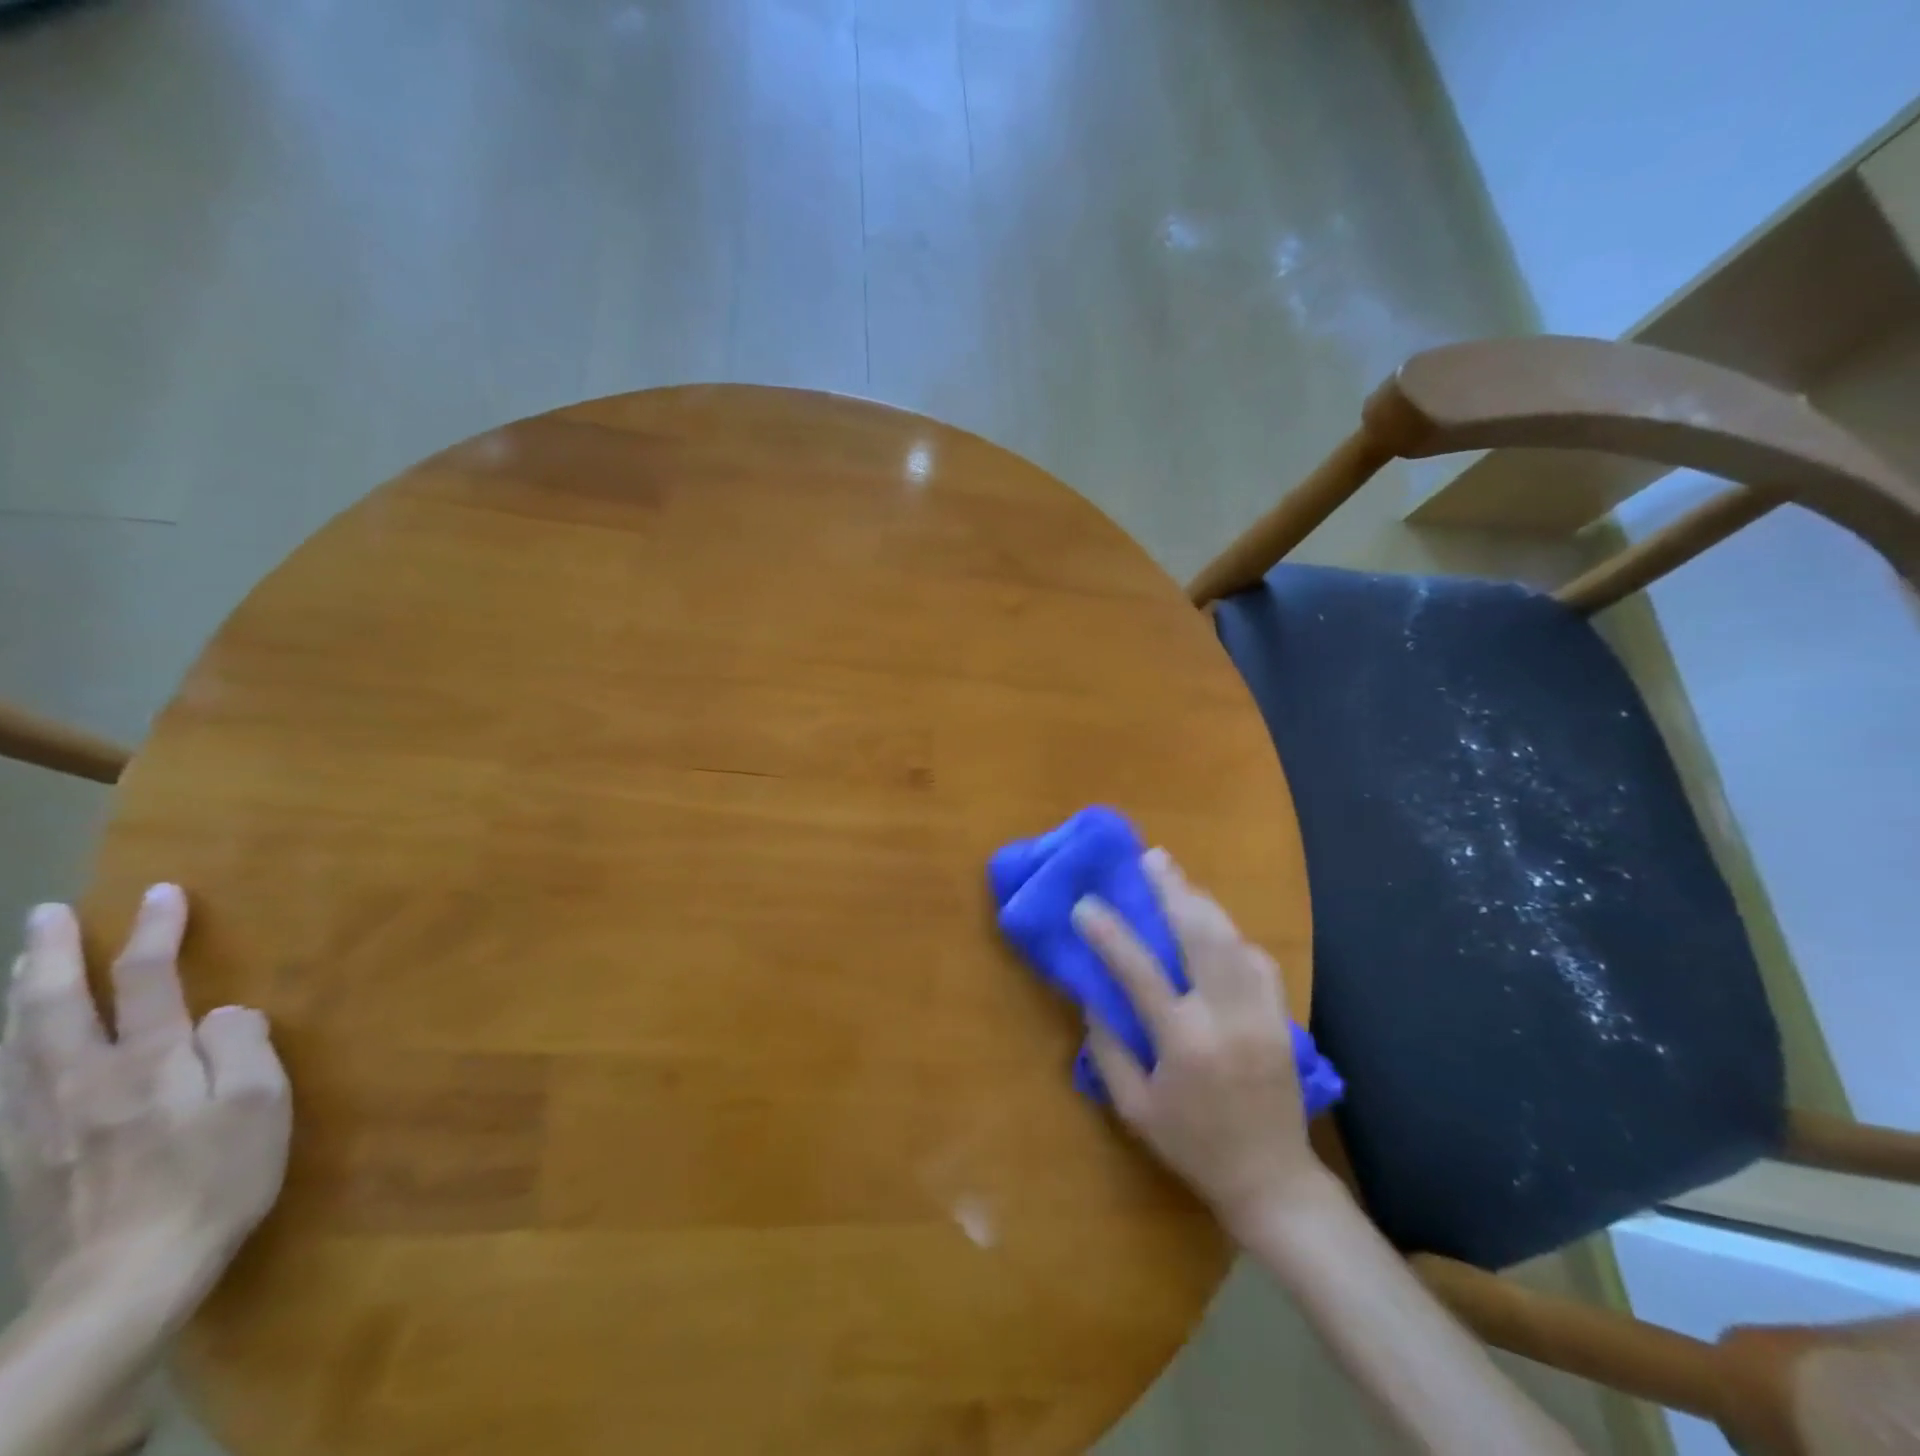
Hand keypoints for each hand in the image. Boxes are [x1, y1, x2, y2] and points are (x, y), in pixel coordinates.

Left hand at [0, 886, 290, 1329]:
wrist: (123, 1283)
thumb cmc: (215, 1181)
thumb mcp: (260, 1107)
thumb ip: (243, 1048)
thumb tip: (225, 1013)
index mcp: (147, 1064)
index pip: (147, 979)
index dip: (157, 931)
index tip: (164, 891)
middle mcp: (80, 1081)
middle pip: (54, 1005)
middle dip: (51, 953)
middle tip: (48, 912)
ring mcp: (37, 1124)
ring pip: (13, 1043)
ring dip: (18, 994)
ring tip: (20, 964)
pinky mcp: (16, 1161)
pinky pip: (1, 1087)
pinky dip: (2, 1050)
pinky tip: (6, 1048)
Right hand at [1071, 850, 1325, 1233]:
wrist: (1272, 1180)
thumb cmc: (1193, 1146)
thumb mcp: (1134, 1108)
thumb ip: (1108, 1050)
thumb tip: (1092, 996)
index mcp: (1184, 1043)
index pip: (1139, 972)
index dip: (1109, 933)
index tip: (1085, 904)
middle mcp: (1225, 1017)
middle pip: (1200, 935)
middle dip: (1173, 891)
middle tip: (1151, 858)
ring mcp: (1260, 1013)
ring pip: (1232, 939)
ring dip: (1202, 902)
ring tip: (1177, 877)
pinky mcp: (1281, 1017)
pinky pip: (1257, 959)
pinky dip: (1232, 933)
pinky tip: (1214, 923)